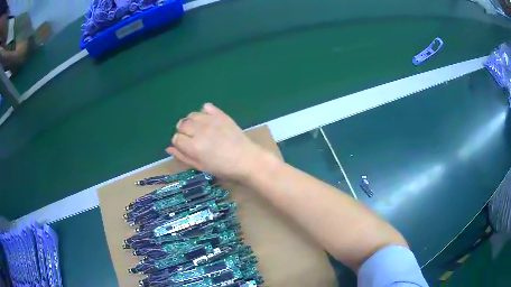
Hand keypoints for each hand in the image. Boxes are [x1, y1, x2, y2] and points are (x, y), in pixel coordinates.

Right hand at [166, 103, 270, 180]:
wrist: (247, 160)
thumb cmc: (224, 168)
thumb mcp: (201, 167)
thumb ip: (183, 156)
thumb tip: (168, 148)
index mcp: (194, 146)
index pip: (176, 138)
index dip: (178, 142)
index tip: (186, 147)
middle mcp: (200, 130)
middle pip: (181, 124)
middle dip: (183, 131)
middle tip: (193, 139)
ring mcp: (211, 120)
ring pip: (191, 115)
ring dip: (192, 122)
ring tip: (200, 130)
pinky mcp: (221, 115)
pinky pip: (206, 107)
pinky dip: (204, 112)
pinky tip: (208, 120)